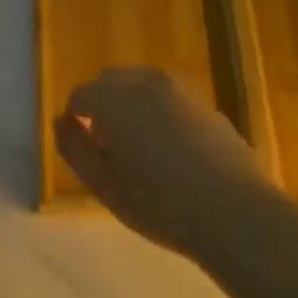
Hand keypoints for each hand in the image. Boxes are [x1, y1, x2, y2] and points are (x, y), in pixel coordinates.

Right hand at [55, 68, 283, 264]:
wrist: (236, 214)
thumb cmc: (160, 204)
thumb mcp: (103, 185)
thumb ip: (74, 148)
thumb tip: (61, 121)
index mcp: (115, 100)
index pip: (80, 95)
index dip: (76, 121)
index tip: (85, 152)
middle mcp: (147, 83)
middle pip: (111, 83)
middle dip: (103, 107)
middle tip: (109, 150)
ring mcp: (182, 91)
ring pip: (143, 88)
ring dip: (132, 109)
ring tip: (141, 152)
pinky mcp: (208, 106)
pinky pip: (170, 101)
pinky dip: (160, 115)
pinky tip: (173, 155)